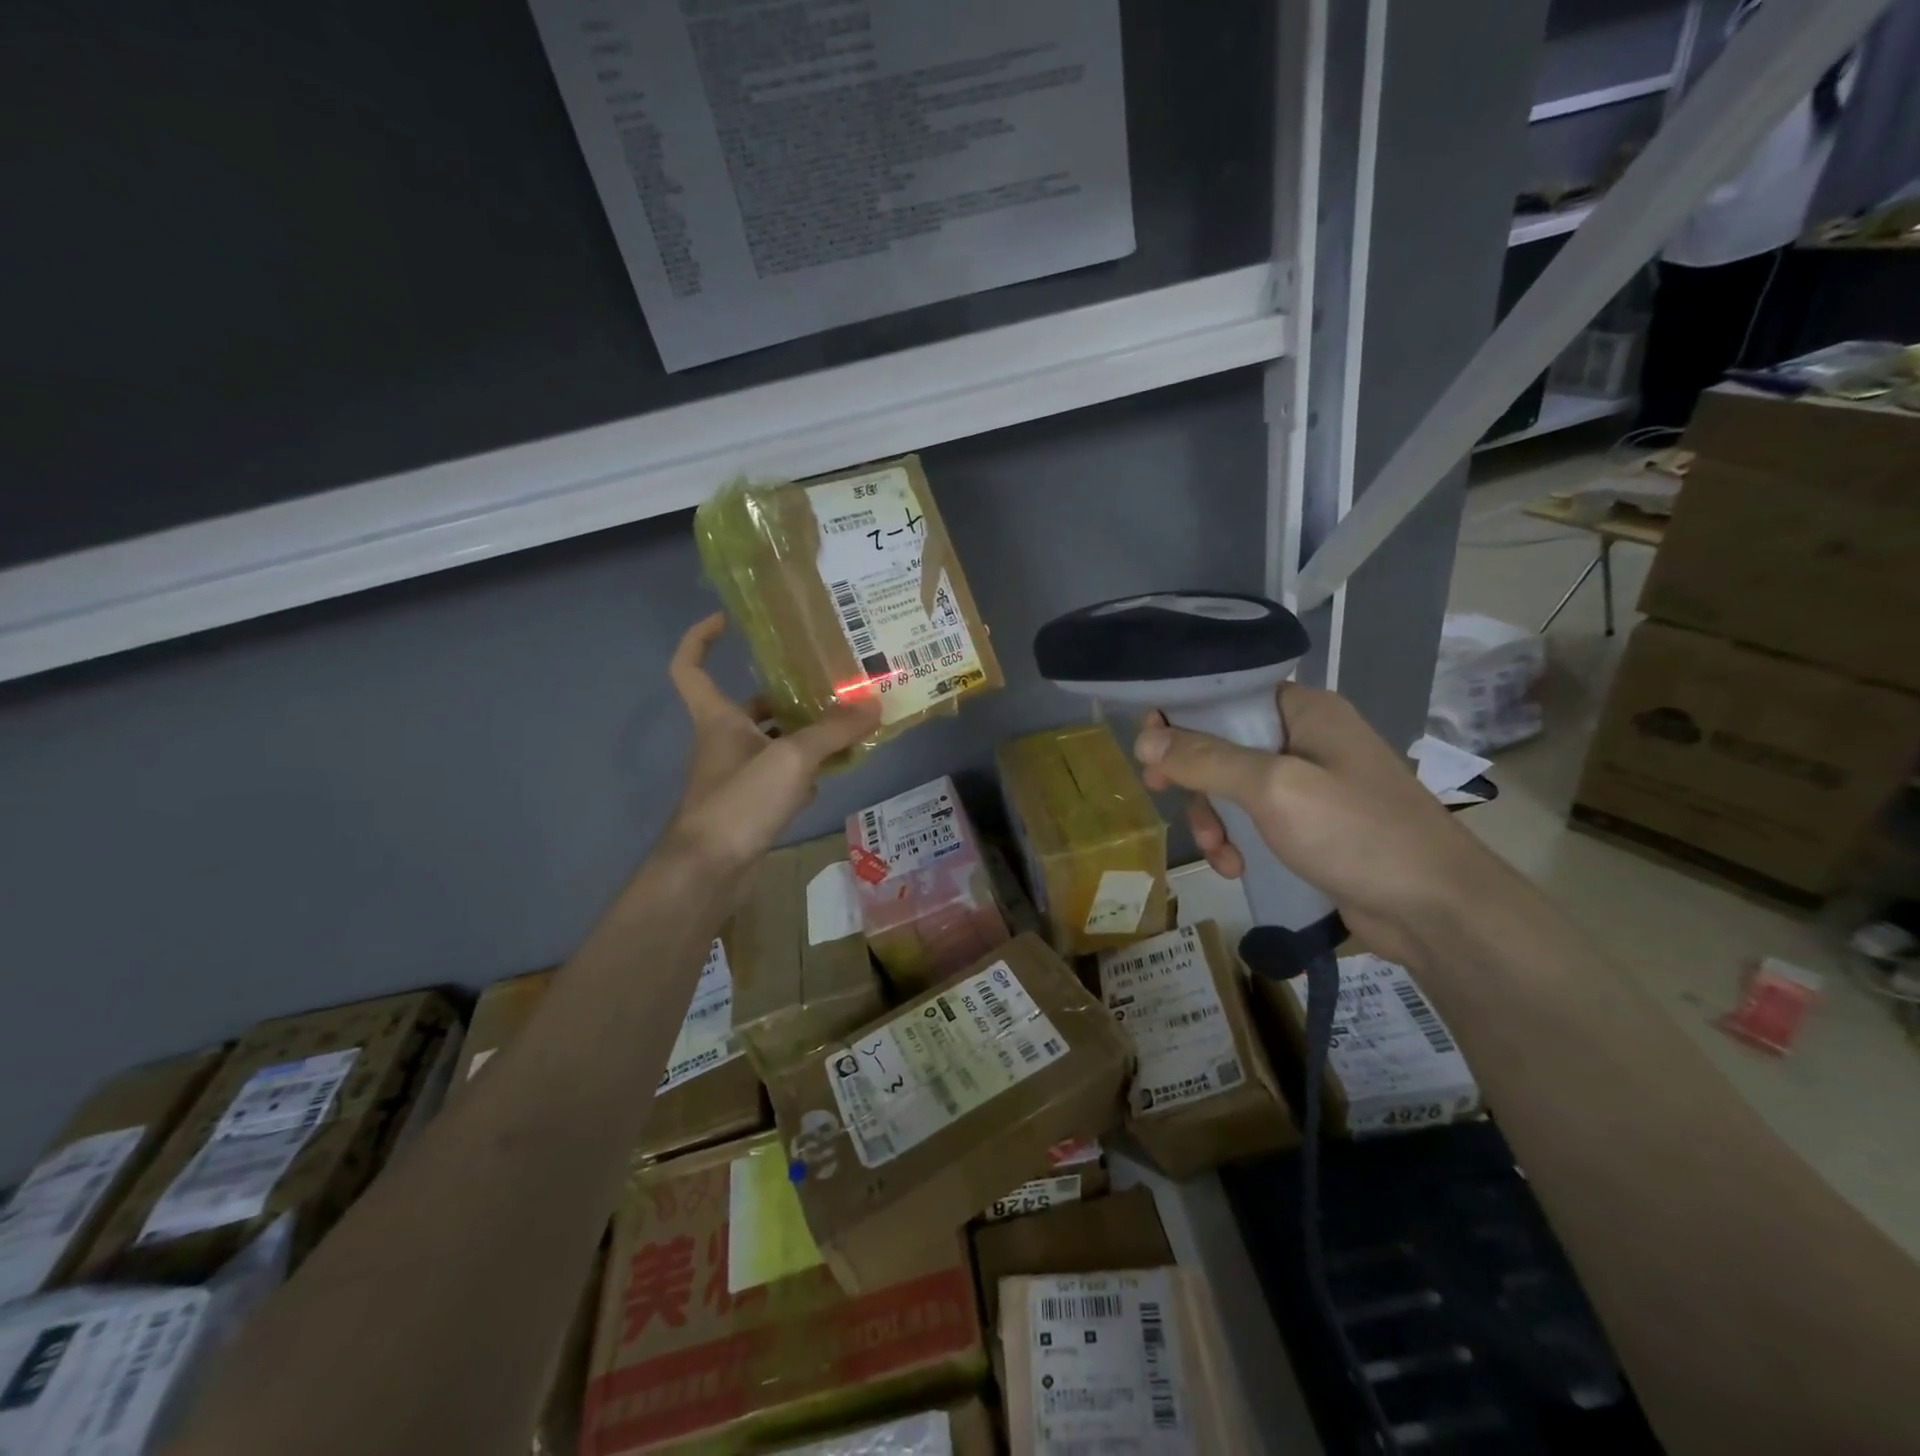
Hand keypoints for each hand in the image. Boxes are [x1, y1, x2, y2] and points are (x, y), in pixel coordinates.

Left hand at [663, 613, 881, 875]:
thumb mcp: (791, 757)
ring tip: (847, 722)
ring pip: (774, 743)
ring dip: (805, 733)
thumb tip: (874, 704)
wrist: (710, 871)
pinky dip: (808, 772)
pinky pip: (784, 777)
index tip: (728, 620)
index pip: (691, 667)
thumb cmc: (740, 801)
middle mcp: (725, 741)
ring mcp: (739, 776)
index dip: (700, 638)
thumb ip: (833, 731)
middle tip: (829, 681)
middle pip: (751, 706)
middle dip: (786, 692)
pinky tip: (836, 770)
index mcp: (718, 719)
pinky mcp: (753, 806)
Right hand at [1134, 684, 1510, 968]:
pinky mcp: (1310, 825)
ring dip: (1213, 818)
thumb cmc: (1357, 833)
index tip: (1148, 748)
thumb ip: (1207, 760)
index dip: (1181, 715)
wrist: (1437, 909)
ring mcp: (1309, 784)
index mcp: (1304, 711)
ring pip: (1232, 787)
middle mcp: (1305, 738)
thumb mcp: (1273, 789)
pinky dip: (1237, 840)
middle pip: (1222, 743)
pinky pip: (1254, 820)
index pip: (1226, 694)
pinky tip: (1235, 867)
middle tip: (1162, 793)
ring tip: (1216, 851)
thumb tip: (1145, 740)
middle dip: (1194, 777)